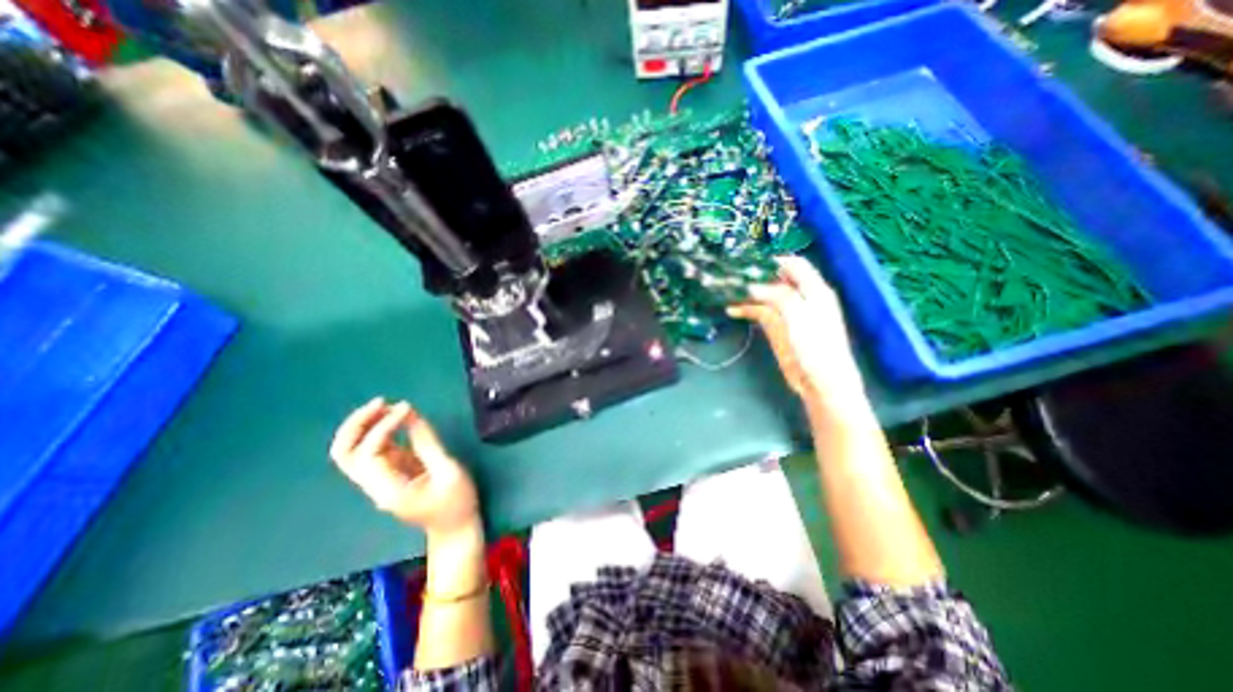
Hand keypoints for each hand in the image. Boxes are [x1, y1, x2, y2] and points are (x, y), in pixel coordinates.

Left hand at [327, 398, 481, 538]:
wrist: (455, 527)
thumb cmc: (456, 502)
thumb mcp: (448, 471)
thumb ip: (428, 444)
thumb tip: (411, 415)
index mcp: (388, 490)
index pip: (368, 454)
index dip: (383, 427)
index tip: (407, 408)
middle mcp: (376, 485)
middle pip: (345, 454)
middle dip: (356, 425)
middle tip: (380, 402)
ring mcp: (381, 479)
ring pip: (355, 451)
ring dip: (365, 425)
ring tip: (387, 404)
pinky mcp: (393, 472)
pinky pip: (377, 448)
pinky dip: (380, 430)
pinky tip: (397, 416)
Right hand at [730, 258, 865, 406]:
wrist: (821, 382)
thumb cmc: (817, 347)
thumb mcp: (800, 316)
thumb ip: (777, 296)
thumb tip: (750, 286)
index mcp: (814, 289)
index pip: (794, 265)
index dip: (773, 260)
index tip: (748, 261)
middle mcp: (800, 297)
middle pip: (775, 279)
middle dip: (754, 276)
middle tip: (730, 275)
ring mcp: (787, 314)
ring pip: (764, 296)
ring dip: (746, 294)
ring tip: (725, 291)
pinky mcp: (777, 329)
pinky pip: (759, 313)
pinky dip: (746, 310)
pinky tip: (732, 310)